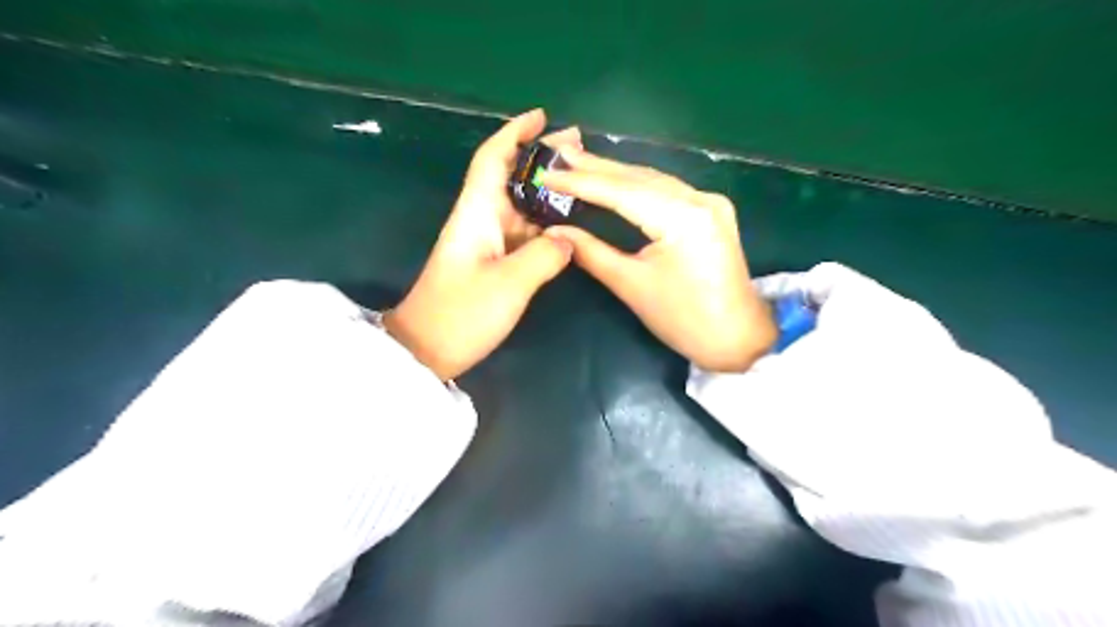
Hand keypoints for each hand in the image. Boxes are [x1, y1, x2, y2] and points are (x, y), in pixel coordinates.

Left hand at [385, 109, 580, 378]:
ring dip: (548, 189)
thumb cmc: (462, 313)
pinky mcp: (492, 262)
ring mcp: (486, 242)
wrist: (427, 350)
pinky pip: (523, 232)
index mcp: (476, 213)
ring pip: (520, 204)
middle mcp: (480, 220)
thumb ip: (545, 255)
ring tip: (584, 179)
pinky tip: (568, 221)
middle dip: (542, 158)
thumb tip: (569, 237)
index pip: (492, 158)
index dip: (515, 132)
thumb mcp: (510, 284)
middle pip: (511, 176)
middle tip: (580, 147)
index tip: (543, 116)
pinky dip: (545, 221)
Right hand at [544, 147, 779, 371]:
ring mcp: (710, 202)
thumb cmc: (684, 320)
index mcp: (682, 218)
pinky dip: (636, 185)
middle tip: (558, 155)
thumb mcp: (632, 286)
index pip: (621, 192)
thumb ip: (592, 253)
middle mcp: (700, 199)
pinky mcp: (712, 211)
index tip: (547, 173)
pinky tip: (616, 179)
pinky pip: (667, 191)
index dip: (581, 182)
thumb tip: (554, 232)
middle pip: (639, 177)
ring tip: (578, 163)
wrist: (738, 338)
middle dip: (596, 167)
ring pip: (653, 180)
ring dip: (615, 172)